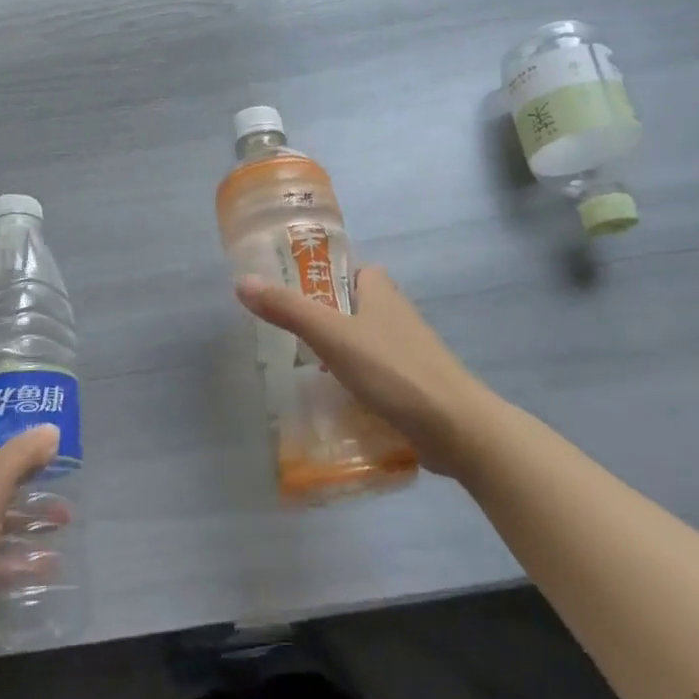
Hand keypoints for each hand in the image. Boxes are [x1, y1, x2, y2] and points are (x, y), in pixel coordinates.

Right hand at [236, 266, 494, 480]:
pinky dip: (354, 384)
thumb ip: (289, 310)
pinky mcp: (411, 386)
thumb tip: (243, 281)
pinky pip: (374, 377)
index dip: (323, 275)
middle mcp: (397, 316)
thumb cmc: (394, 371)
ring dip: (337, 355)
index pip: (351, 270)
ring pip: (363, 344)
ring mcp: (407, 353)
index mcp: (382, 292)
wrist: (456, 428)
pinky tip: (331, 401)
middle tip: (285, 337)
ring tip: (299, 370)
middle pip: (353, 308)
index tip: (289, 291)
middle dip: (323, 320)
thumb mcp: (333, 336)